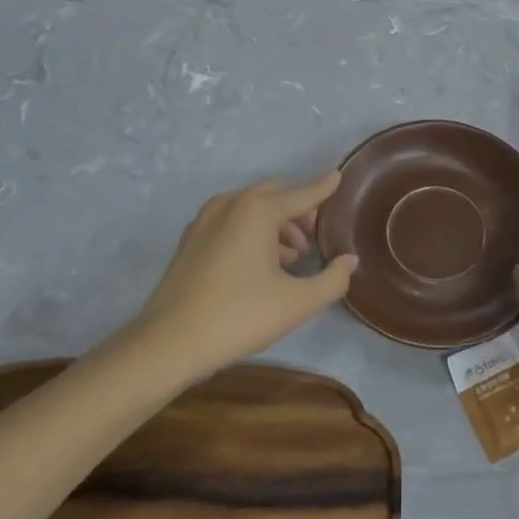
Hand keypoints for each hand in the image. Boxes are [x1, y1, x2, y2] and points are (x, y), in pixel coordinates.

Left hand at [135, 173, 358, 378]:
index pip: (302, 193)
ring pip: (252, 208)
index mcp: (259, 209)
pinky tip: (261, 264)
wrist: (169, 342)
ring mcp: (206, 218)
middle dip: (299, 209)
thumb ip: (332, 280)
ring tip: (292, 257)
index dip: (323, 187)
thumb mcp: (297, 303)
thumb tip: (349, 261)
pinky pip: (232, 221)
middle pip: (276, 194)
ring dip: (276, 224)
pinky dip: (252, 231)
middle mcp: (233, 202)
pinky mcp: (191, 238)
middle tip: (316, 236)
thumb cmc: (240, 316)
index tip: (338, 176)